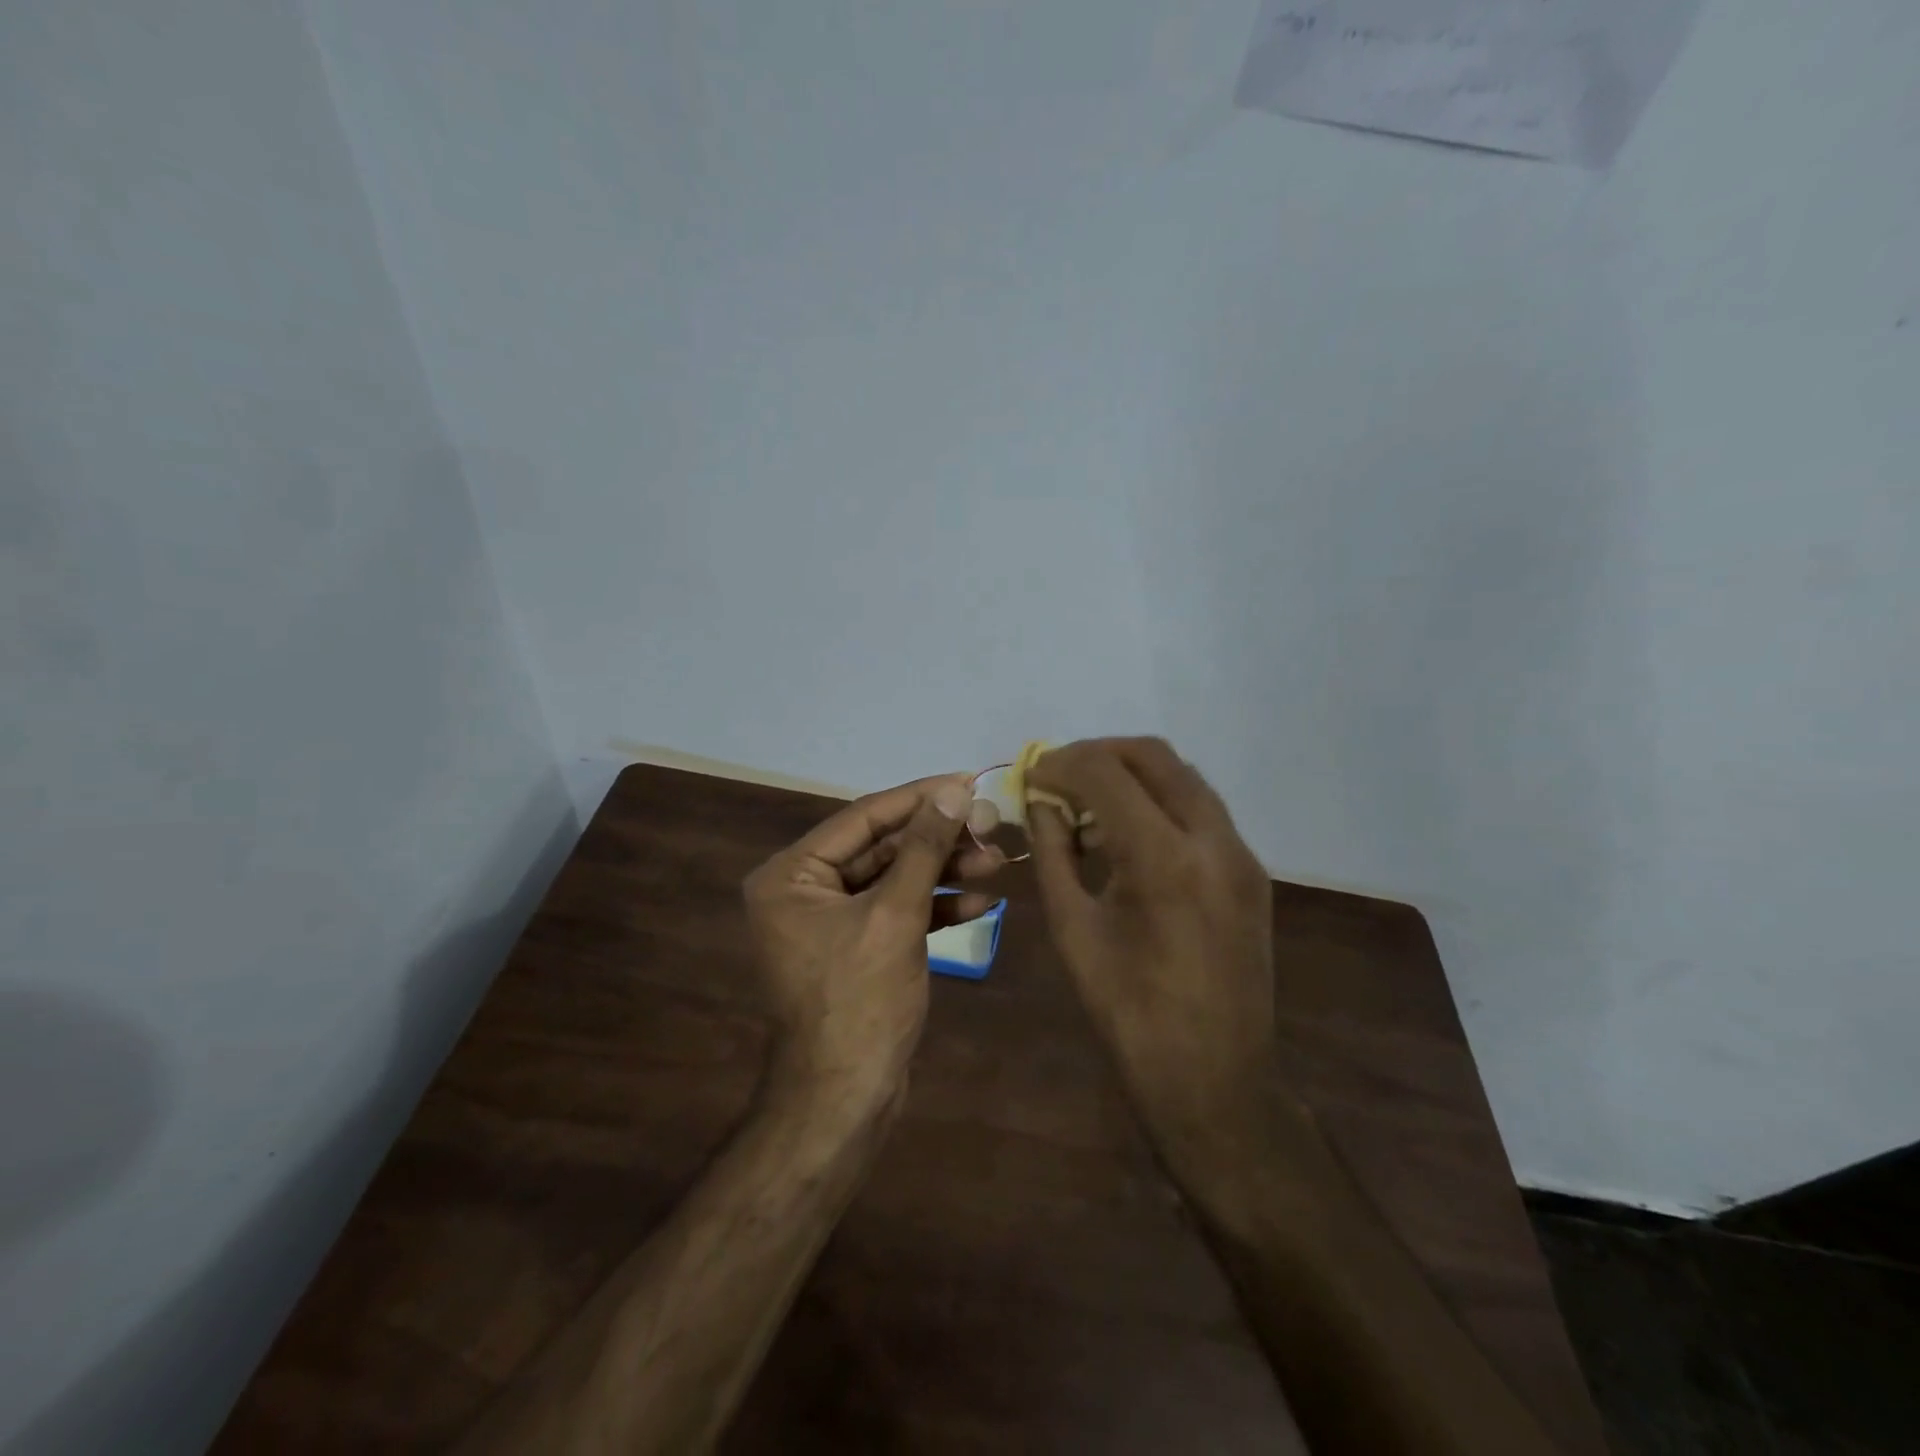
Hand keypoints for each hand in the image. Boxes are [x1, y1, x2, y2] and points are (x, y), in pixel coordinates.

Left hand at [744, 775, 1001, 1111]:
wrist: (846, 1100)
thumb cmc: (860, 1001)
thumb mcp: (895, 915)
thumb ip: (923, 848)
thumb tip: (954, 791)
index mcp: (791, 874)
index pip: (863, 818)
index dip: (919, 798)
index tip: (968, 781)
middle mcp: (804, 890)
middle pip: (881, 847)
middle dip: (938, 839)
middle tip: (992, 826)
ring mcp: (831, 921)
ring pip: (895, 879)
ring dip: (944, 871)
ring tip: (997, 860)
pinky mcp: (857, 947)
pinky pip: (897, 912)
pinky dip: (934, 906)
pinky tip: (980, 903)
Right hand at [1027, 738, 1278, 1160]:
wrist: (1213, 1078)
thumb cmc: (1128, 1012)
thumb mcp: (1072, 928)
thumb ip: (1053, 852)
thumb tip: (1040, 803)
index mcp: (1164, 859)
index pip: (1106, 773)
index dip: (1061, 764)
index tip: (1031, 775)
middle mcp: (1214, 840)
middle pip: (1154, 755)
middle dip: (1099, 754)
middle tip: (1059, 776)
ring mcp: (1241, 854)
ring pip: (1183, 777)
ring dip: (1131, 775)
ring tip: (1088, 807)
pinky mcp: (1251, 872)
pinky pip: (1201, 810)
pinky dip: (1159, 803)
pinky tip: (1127, 837)